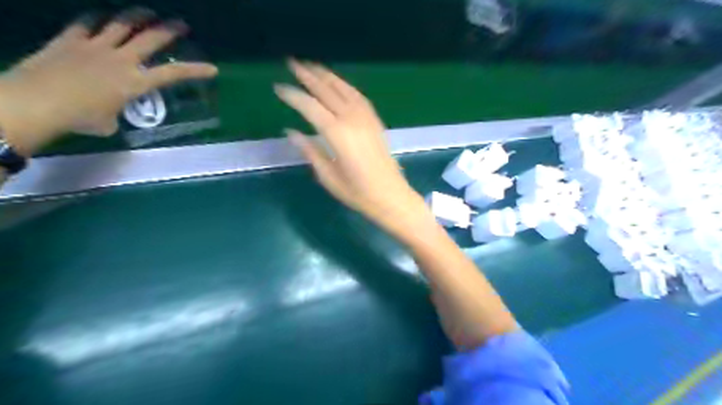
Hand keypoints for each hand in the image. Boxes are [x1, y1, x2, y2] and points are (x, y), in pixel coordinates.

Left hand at [0, 9, 216, 154]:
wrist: (36, 102)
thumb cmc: (80, 119)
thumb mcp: (108, 123)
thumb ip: (116, 114)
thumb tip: (111, 114)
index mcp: (135, 82)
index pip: (173, 74)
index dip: (195, 70)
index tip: (212, 68)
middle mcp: (120, 60)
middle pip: (150, 39)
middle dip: (169, 30)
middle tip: (181, 23)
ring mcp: (94, 46)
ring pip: (120, 24)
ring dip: (137, 16)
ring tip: (147, 12)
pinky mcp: (69, 40)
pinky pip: (86, 23)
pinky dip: (96, 19)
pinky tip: (101, 16)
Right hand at [275, 62, 424, 229]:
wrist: (392, 196)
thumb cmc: (358, 193)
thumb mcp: (328, 177)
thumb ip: (310, 151)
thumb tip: (291, 131)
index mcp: (337, 135)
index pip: (310, 107)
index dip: (293, 95)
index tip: (278, 88)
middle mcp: (352, 120)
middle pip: (327, 91)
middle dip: (308, 76)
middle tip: (292, 63)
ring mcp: (367, 118)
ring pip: (344, 89)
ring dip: (327, 76)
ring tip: (312, 66)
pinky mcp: (375, 121)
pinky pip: (358, 96)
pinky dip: (345, 86)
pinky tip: (338, 83)